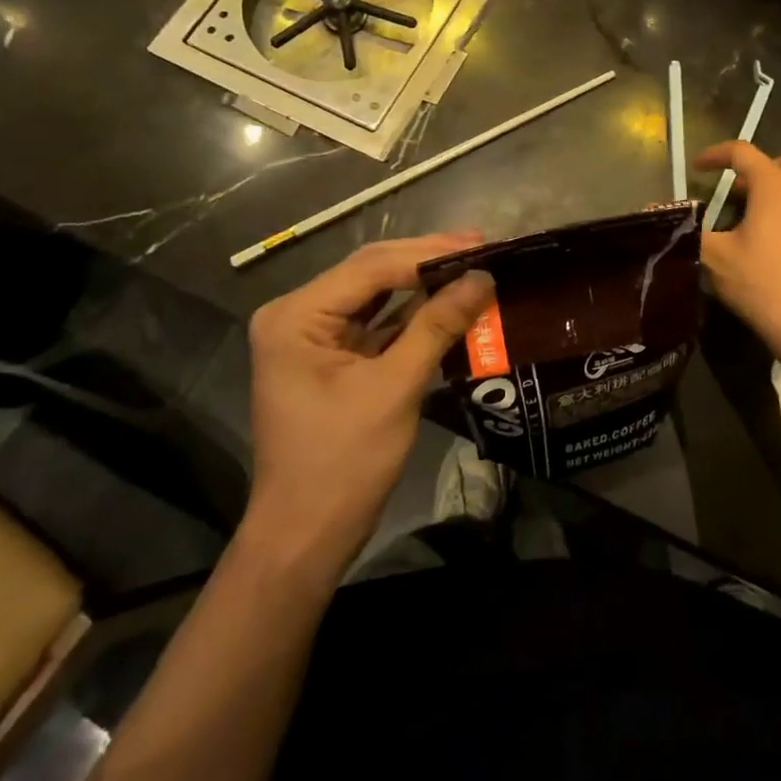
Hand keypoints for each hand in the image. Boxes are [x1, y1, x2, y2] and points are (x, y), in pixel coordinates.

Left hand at [244, 234, 493, 577]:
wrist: (306, 535)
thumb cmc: (344, 463)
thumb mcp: (396, 388)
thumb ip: (437, 326)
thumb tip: (484, 278)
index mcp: (296, 316)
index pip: (371, 267)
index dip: (429, 253)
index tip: (482, 245)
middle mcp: (296, 315)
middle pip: (371, 273)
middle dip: (427, 260)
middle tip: (483, 246)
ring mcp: (311, 336)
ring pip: (375, 294)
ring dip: (423, 283)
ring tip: (473, 265)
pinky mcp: (328, 358)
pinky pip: (375, 323)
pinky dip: (411, 314)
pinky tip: (448, 301)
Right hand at [694, 143, 780, 357]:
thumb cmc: (762, 282)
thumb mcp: (715, 257)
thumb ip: (688, 231)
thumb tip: (658, 215)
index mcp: (775, 186)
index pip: (743, 152)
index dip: (716, 155)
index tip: (697, 168)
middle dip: (762, 168)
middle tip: (739, 192)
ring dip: (779, 193)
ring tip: (752, 220)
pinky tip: (776, 247)